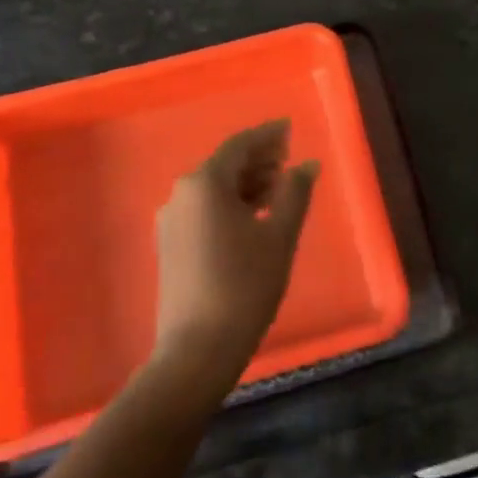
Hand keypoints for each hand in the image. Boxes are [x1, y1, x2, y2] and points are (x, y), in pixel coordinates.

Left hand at [153, 120, 318, 383]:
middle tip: (290, 159)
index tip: (290, 128)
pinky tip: (255, 215)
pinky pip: (205, 209)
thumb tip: (307, 164)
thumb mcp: (279, 235)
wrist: (197, 349)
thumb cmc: (245, 285)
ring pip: (215, 188)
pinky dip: (231, 203)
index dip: (268, 135)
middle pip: (225, 165)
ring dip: (247, 182)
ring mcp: (172, 221)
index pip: (240, 146)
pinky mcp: (171, 245)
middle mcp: (181, 194)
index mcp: (205, 184)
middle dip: (259, 159)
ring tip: (279, 188)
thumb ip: (295, 192)